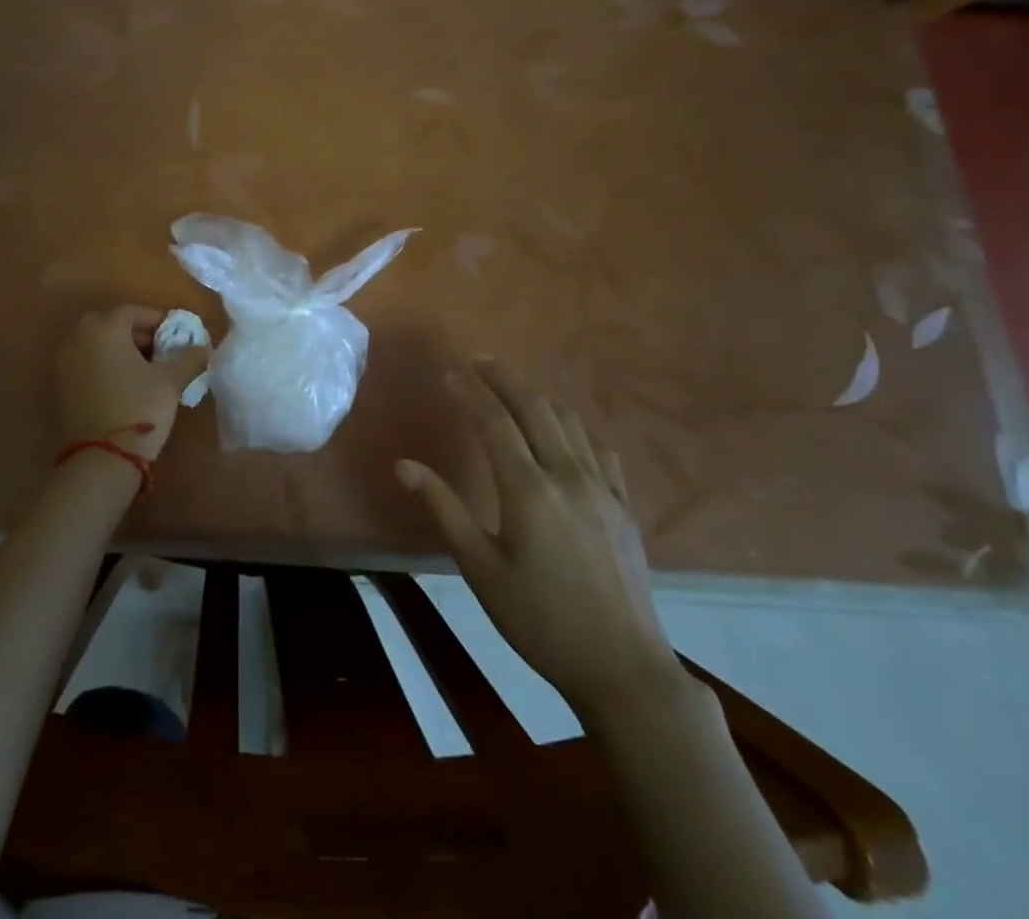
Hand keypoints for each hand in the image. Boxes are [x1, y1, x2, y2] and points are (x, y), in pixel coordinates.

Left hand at [56, 305, 208, 461]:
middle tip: (159, 350)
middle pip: (110, 324)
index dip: (156, 320)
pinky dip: (104, 364)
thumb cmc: (139, 407)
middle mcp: (78, 338)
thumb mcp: (171, 381)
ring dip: (119, 348)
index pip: (132, 311)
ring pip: (96, 343)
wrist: (102, 458)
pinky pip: (85, 362)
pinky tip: (124, 384)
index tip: (175, 336)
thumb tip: (203, 347)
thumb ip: (189, 358)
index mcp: (104, 328)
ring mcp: (64, 362)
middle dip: (136, 333)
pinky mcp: (60, 385)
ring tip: (145, 369)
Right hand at [396, 358, 682, 722]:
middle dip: (505, 379)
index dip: (471, 394)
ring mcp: (602, 489)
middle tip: (480, 361)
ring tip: (515, 390)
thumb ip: (443, 510)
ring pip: (569, 423)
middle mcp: (567, 476)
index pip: (494, 423)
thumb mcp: (480, 569)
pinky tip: (566, 436)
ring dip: (539, 398)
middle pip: (535, 408)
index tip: (450, 375)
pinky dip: (575, 430)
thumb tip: (404, 466)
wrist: (623, 668)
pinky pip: (599, 450)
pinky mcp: (623, 507)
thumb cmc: (540, 620)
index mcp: (528, 490)